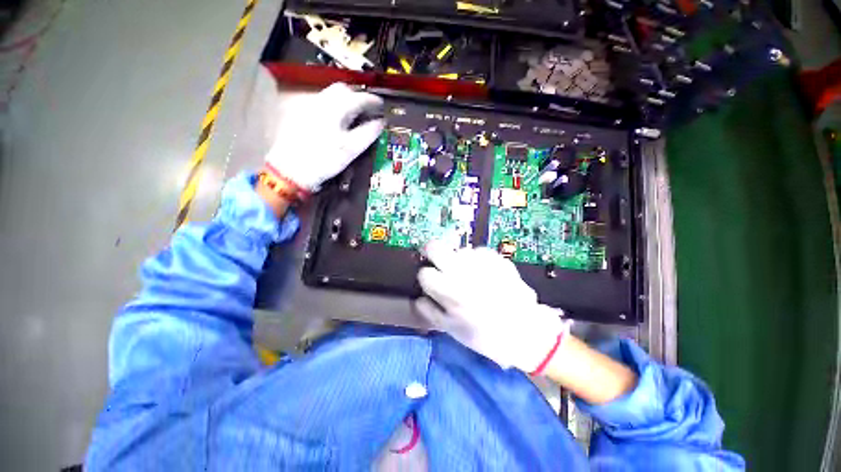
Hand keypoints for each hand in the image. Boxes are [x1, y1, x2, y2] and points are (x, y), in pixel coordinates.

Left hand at [265, 82, 384, 190]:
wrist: (291, 169)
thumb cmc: (324, 160)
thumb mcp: (351, 150)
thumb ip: (368, 133)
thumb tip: (381, 123)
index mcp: (335, 109)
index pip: (359, 97)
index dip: (373, 101)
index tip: (382, 106)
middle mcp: (321, 101)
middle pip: (343, 90)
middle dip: (358, 97)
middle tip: (368, 111)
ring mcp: (309, 106)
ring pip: (331, 95)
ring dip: (346, 101)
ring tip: (354, 116)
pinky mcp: (302, 114)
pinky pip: (323, 102)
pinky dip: (335, 106)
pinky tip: (338, 121)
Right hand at [415, 241, 569, 372]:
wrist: (525, 331)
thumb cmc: (485, 335)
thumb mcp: (452, 330)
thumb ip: (430, 312)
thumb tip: (418, 298)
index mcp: (448, 290)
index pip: (424, 273)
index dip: (427, 278)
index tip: (432, 282)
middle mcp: (461, 270)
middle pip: (435, 247)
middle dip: (432, 252)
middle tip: (438, 262)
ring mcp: (480, 261)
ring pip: (458, 250)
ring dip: (459, 260)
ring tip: (470, 276)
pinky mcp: (496, 258)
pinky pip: (479, 252)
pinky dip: (478, 261)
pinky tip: (485, 274)